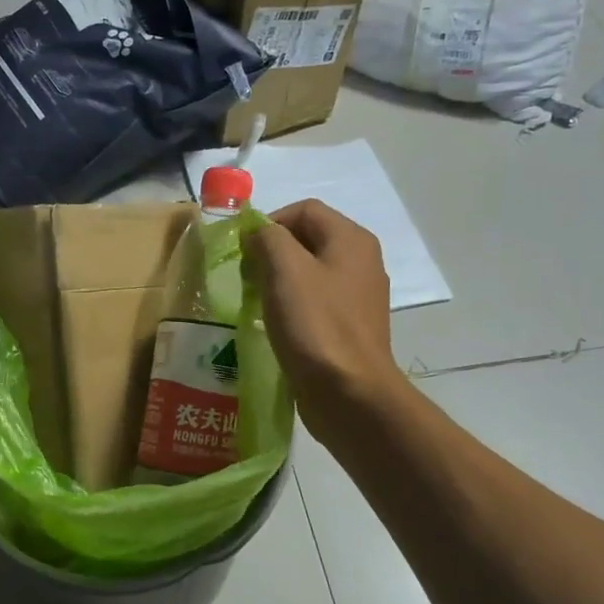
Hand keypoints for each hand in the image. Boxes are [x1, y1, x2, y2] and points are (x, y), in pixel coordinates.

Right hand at [244, 200, 398, 414]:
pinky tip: (275, 325)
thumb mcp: (285, 270)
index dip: (269, 222)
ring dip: (278, 280)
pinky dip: (291, 306)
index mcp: (351, 240)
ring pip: (309, 272)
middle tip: (246, 277)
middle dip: (271, 251)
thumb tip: (258, 235)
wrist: (349, 393)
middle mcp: (361, 262)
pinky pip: (315, 302)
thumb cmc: (315, 325)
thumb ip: (268, 239)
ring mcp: (357, 297)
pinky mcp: (349, 327)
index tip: (243, 251)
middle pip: (307, 239)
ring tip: (256, 301)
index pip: (304, 209)